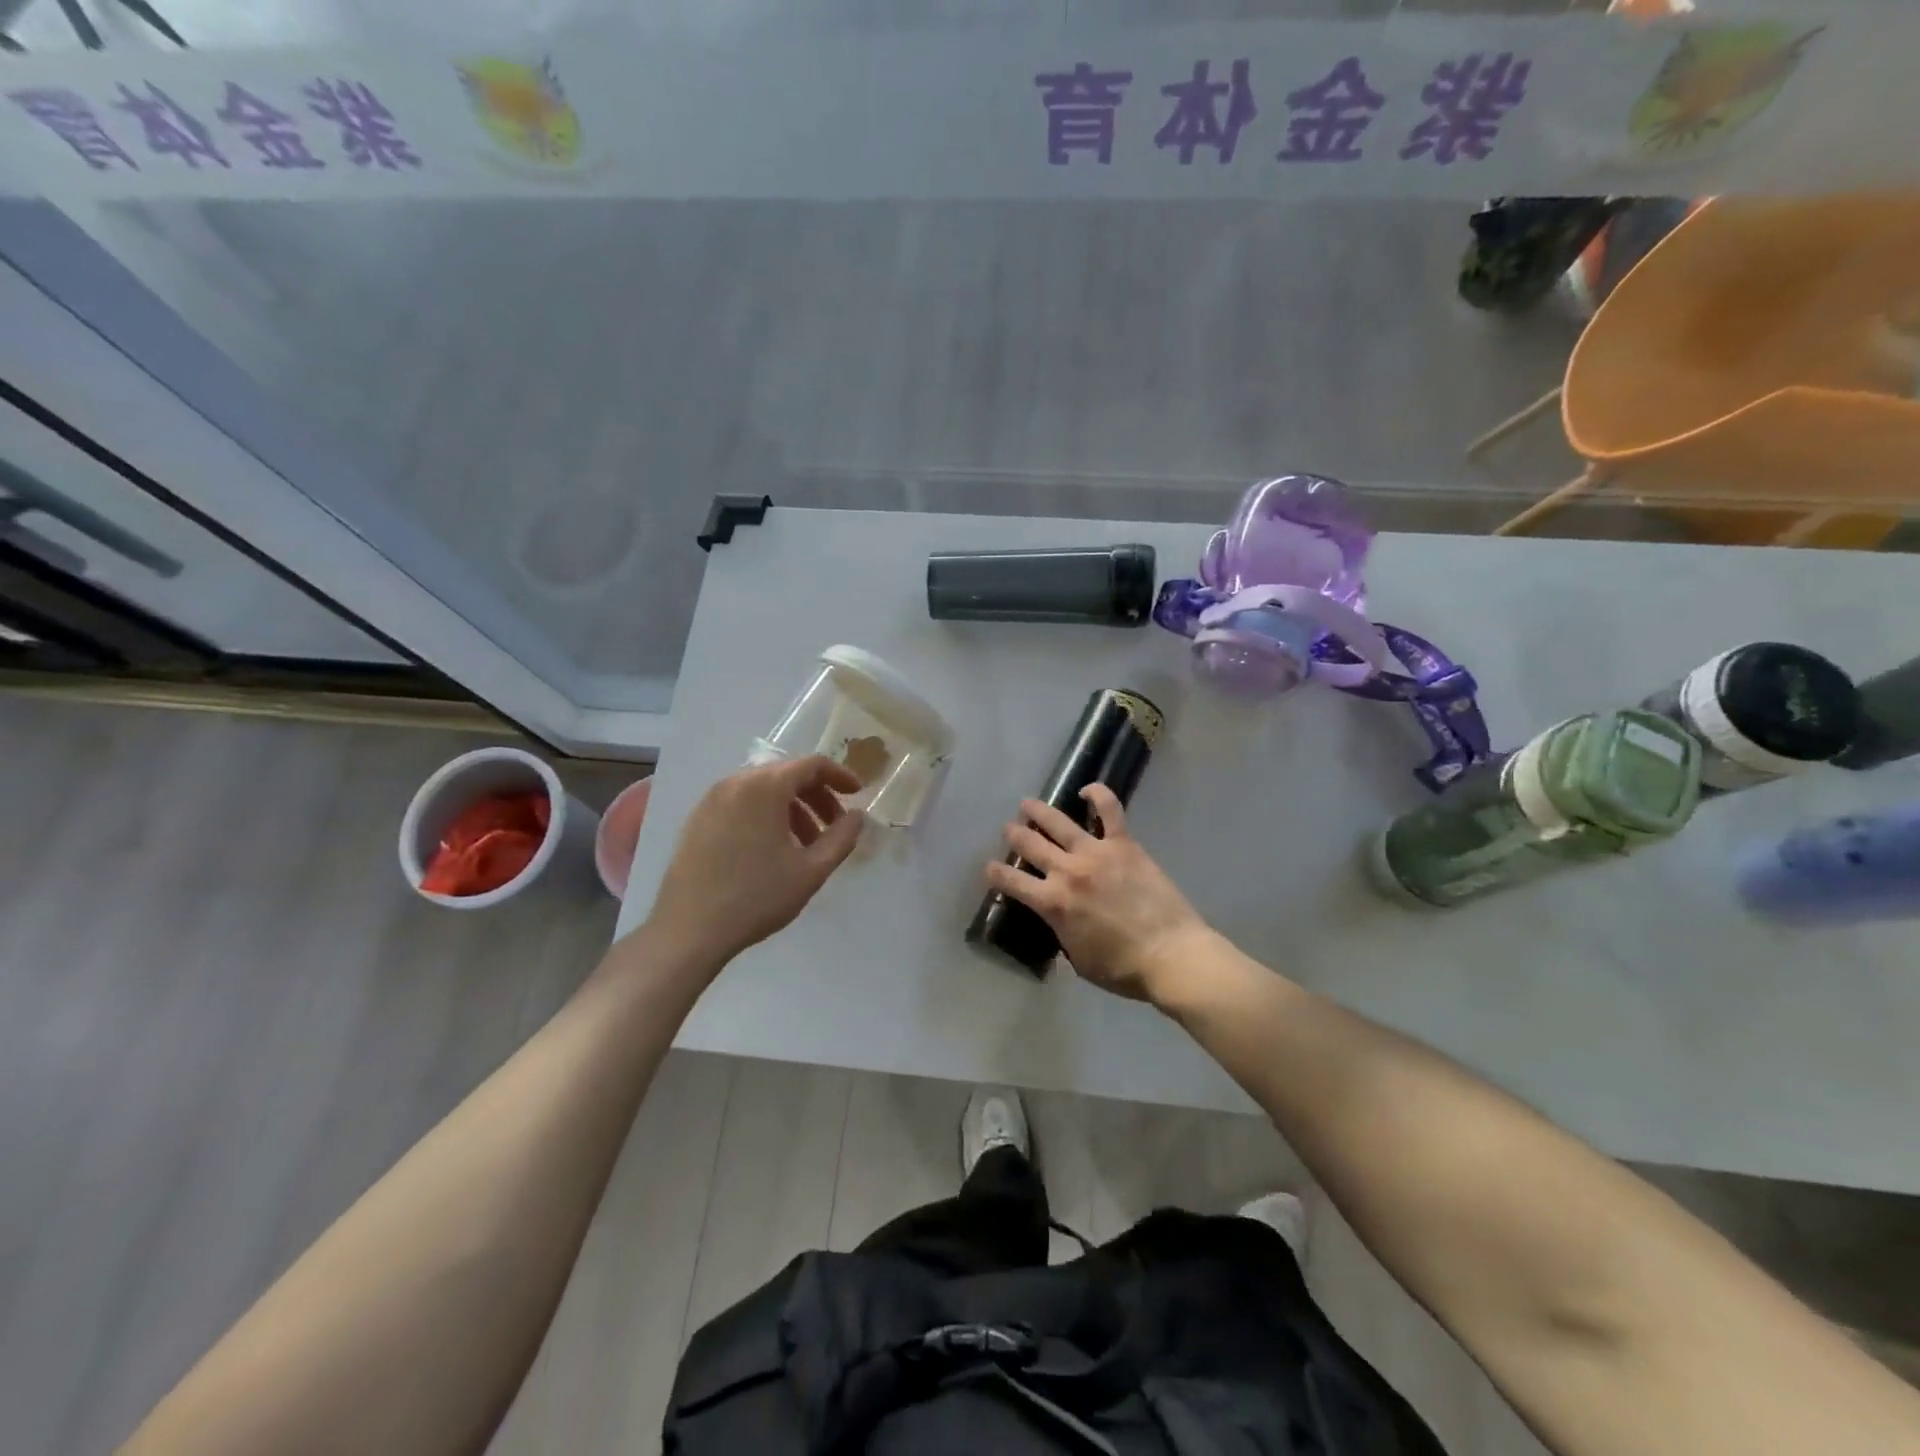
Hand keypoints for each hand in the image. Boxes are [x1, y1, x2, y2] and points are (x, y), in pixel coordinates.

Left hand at [647, 755, 865, 968]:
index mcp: (765, 787)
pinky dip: (765, 815)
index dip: (840, 776)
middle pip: (786, 775)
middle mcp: (735, 782)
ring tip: (805, 846)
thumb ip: (842, 837)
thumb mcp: (811, 870)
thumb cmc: (756, 897)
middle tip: (834, 827)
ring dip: (792, 809)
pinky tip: (772, 850)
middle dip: (817, 797)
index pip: (811, 765)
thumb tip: (857, 816)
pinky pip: (741, 804)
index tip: (858, 796)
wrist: (688, 930)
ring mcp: (711, 800)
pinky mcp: (697, 819)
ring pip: (763, 790)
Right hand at [985, 784, 1210, 1003]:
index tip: (990, 869)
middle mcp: (1066, 871)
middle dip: (1013, 836)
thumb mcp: (1078, 960)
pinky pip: (1110, 810)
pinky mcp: (1124, 844)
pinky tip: (1087, 791)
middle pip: (1029, 844)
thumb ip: (1061, 935)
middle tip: (1010, 831)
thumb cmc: (1122, 968)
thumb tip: (1058, 922)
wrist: (1170, 954)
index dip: (994, 873)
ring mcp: (1095, 853)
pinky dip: (1098, 795)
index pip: (1010, 881)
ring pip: (1057, 822)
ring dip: (1037, 811)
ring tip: (1027, 805)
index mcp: (1052, 903)